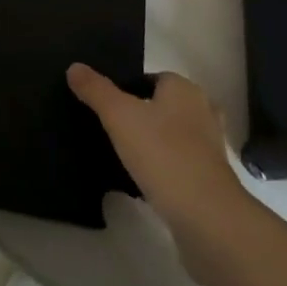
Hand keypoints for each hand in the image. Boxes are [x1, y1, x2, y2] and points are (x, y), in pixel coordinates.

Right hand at [67, 65, 246, 237]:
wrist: (206, 218)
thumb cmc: (163, 154)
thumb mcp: (119, 116)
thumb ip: (96, 90)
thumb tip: (74, 67)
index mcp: (184, 89)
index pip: (152, 78)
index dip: (128, 89)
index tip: (107, 108)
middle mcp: (202, 111)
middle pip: (163, 107)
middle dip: (141, 117)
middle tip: (113, 132)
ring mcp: (210, 148)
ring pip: (173, 137)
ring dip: (154, 145)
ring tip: (125, 158)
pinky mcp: (212, 180)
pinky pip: (180, 165)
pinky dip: (164, 170)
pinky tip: (144, 183)